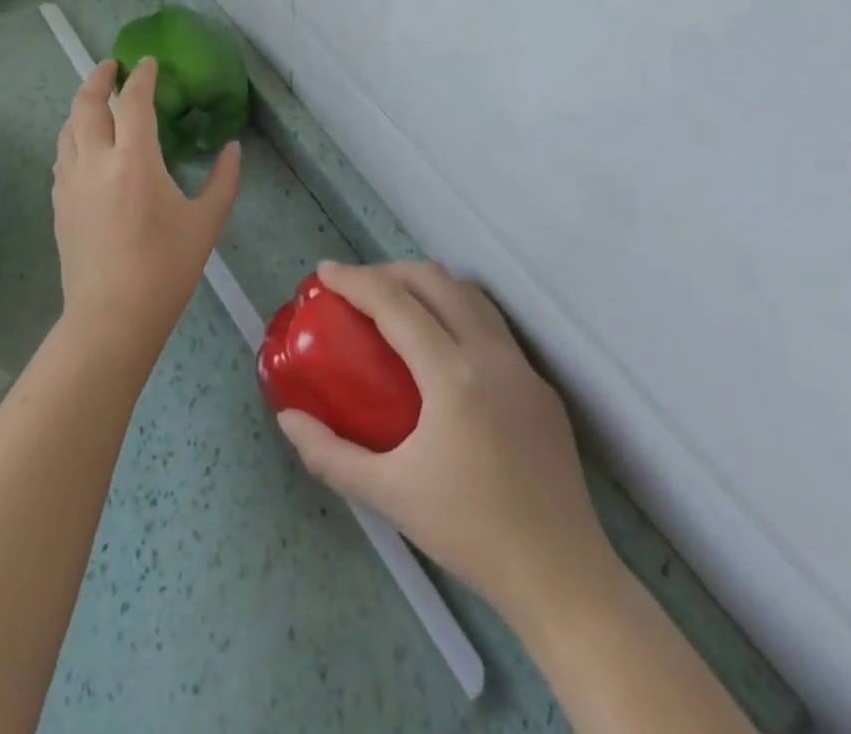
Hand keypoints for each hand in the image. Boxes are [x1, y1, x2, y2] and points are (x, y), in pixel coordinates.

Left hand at [51, 57, 241, 366]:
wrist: (111, 318)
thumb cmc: (165, 269)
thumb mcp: (206, 223)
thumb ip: (224, 180)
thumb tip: (233, 149)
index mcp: (134, 160)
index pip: (133, 102)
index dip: (141, 77)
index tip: (147, 62)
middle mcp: (95, 161)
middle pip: (86, 104)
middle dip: (98, 78)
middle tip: (112, 67)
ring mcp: (70, 183)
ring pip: (68, 128)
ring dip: (82, 107)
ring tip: (98, 102)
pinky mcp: (59, 204)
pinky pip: (62, 156)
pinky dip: (73, 137)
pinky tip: (85, 147)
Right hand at [275, 261, 612, 627]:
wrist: (563, 579)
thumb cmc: (470, 533)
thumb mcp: (388, 495)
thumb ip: (330, 455)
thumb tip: (287, 418)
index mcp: (453, 375)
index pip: (395, 303)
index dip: (355, 280)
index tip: (325, 273)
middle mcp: (491, 355)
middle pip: (435, 281)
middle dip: (389, 271)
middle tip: (357, 289)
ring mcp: (523, 368)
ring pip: (470, 295)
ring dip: (427, 286)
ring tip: (396, 306)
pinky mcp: (541, 387)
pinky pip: (493, 326)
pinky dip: (456, 312)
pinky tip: (441, 348)